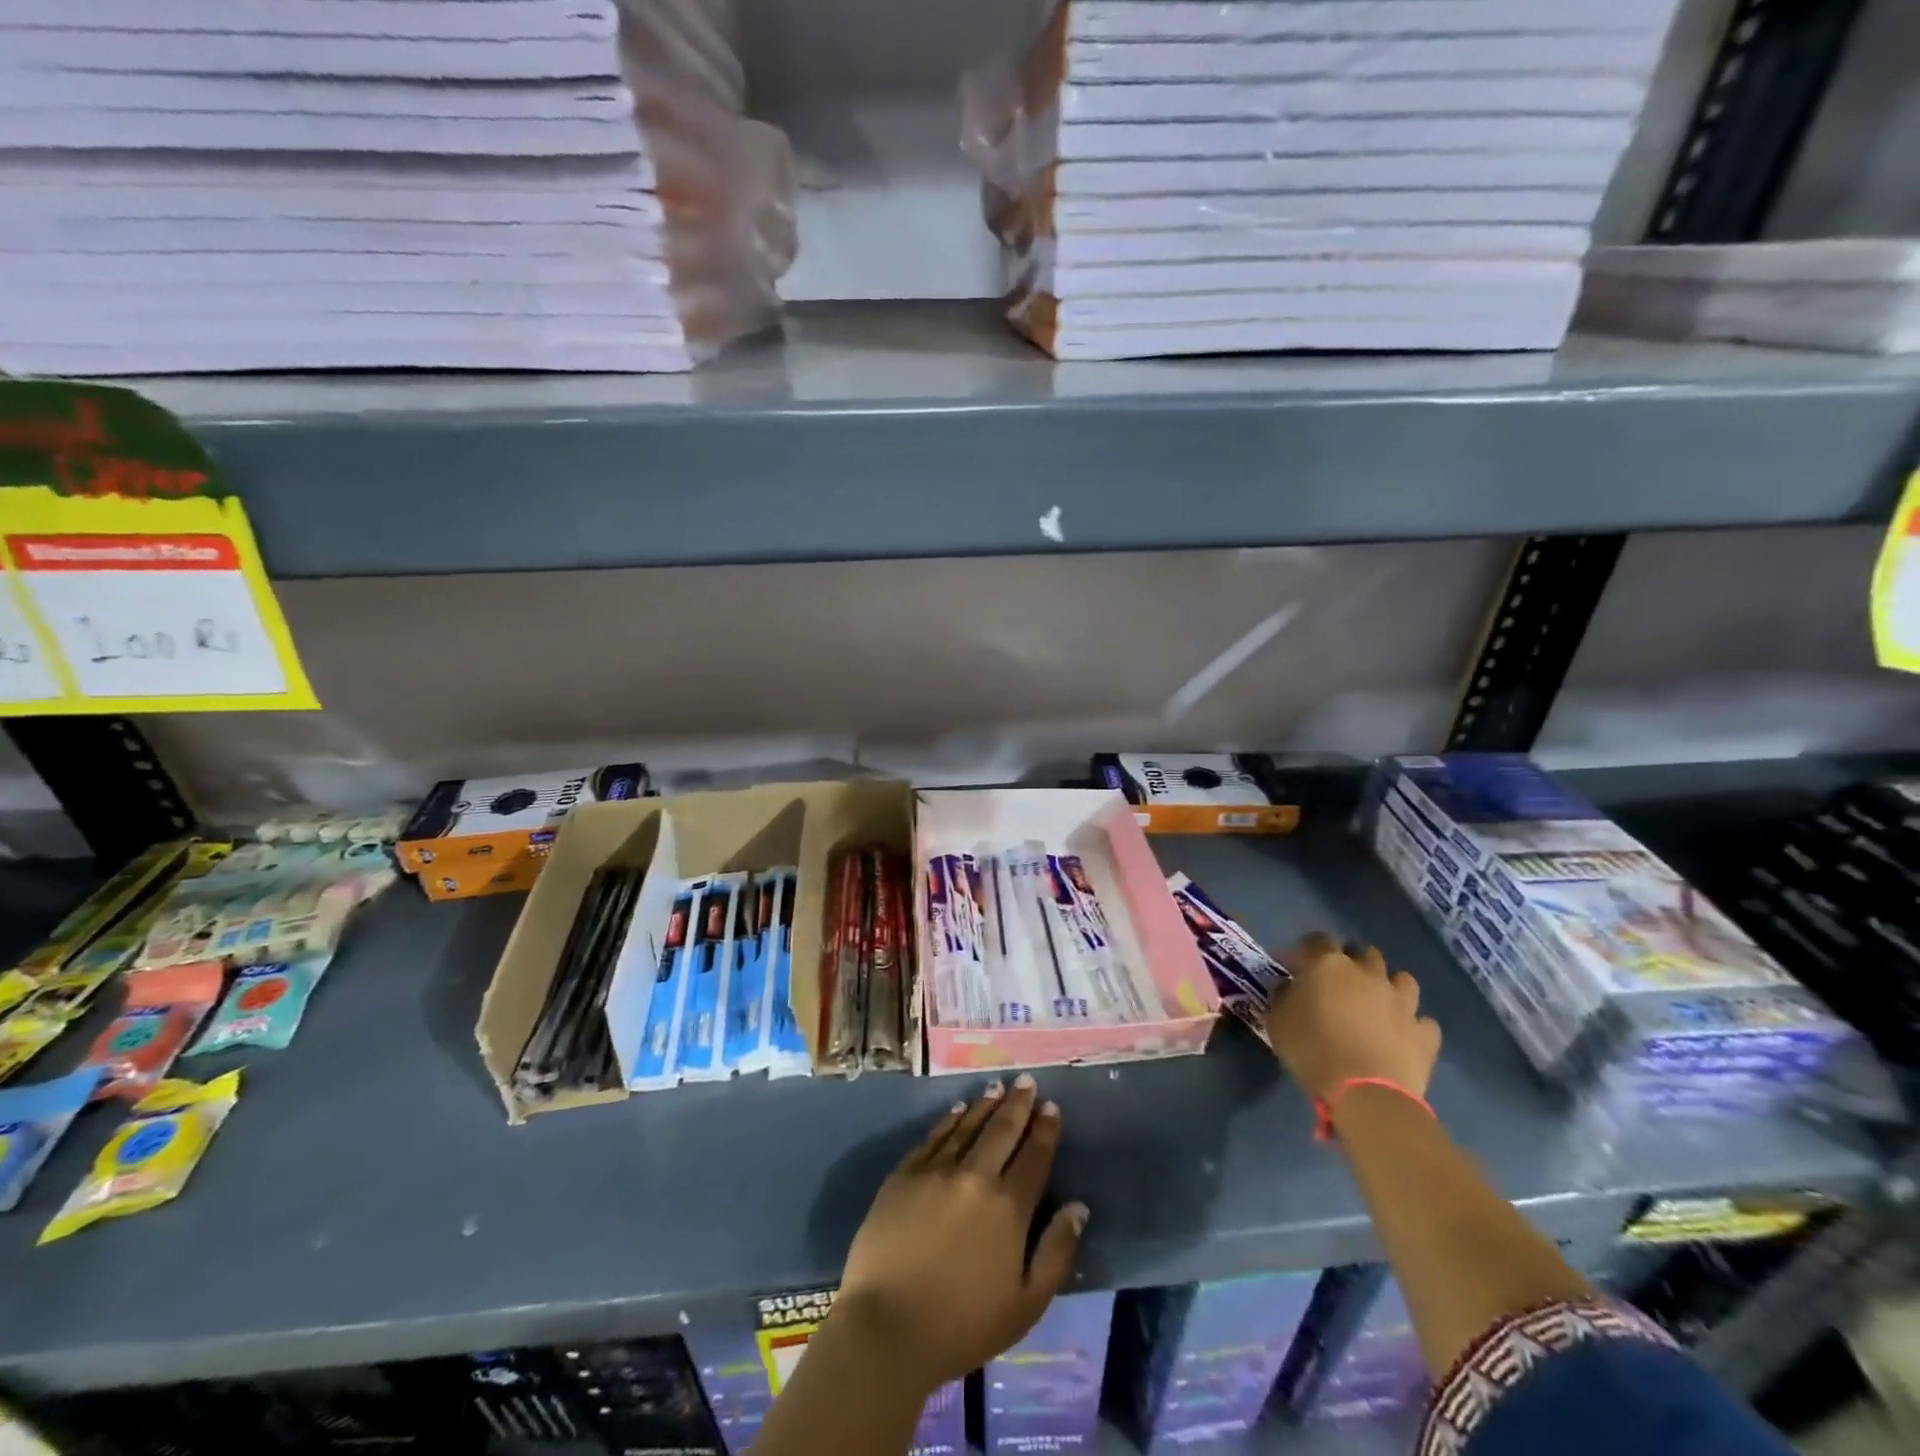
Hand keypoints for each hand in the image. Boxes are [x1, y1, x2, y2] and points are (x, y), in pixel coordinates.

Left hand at [835, 1075, 1087, 1392]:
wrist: (888, 1328)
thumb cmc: (963, 1326)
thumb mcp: (1026, 1305)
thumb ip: (1056, 1253)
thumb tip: (1078, 1207)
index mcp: (1008, 1208)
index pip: (1034, 1157)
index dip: (1045, 1130)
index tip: (1051, 1106)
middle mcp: (975, 1177)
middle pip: (1002, 1131)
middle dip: (1018, 1104)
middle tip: (1027, 1081)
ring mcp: (936, 1171)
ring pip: (967, 1126)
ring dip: (985, 1104)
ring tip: (997, 1087)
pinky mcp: (904, 1174)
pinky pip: (933, 1137)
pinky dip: (949, 1120)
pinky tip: (957, 1110)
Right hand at [1264, 933, 1440, 1103]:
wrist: (1365, 1093)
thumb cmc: (1312, 1050)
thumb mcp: (1277, 1020)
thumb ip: (1282, 996)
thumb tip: (1289, 987)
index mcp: (1329, 965)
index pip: (1318, 940)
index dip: (1308, 948)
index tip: (1300, 963)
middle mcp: (1368, 974)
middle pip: (1364, 953)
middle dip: (1353, 962)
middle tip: (1340, 982)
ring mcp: (1402, 1002)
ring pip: (1402, 979)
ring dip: (1390, 986)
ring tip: (1377, 1003)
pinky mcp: (1425, 1033)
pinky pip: (1423, 1021)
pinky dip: (1414, 1024)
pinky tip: (1402, 1034)